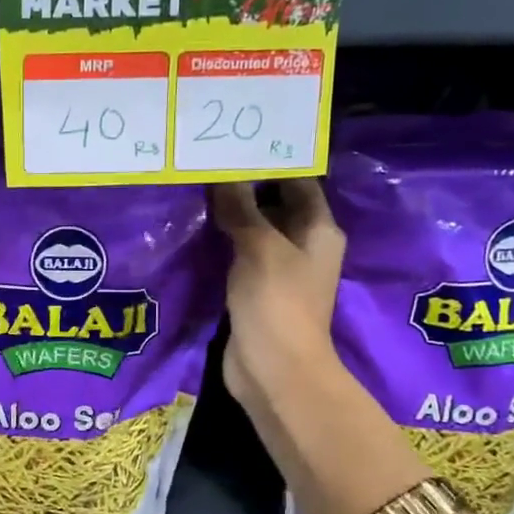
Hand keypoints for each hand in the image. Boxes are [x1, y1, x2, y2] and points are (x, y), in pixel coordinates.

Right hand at [211, 180, 346, 413]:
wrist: (273, 370)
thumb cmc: (277, 302)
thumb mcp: (260, 248)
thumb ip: (241, 209)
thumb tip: (223, 174)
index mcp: (318, 230)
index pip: (298, 182)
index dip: (271, 162)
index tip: (236, 143)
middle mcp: (302, 245)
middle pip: (274, 204)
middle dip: (244, 186)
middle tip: (206, 161)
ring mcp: (278, 270)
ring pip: (253, 231)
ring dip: (229, 215)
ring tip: (195, 186)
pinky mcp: (255, 290)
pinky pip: (238, 255)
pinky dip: (221, 242)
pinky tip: (195, 226)